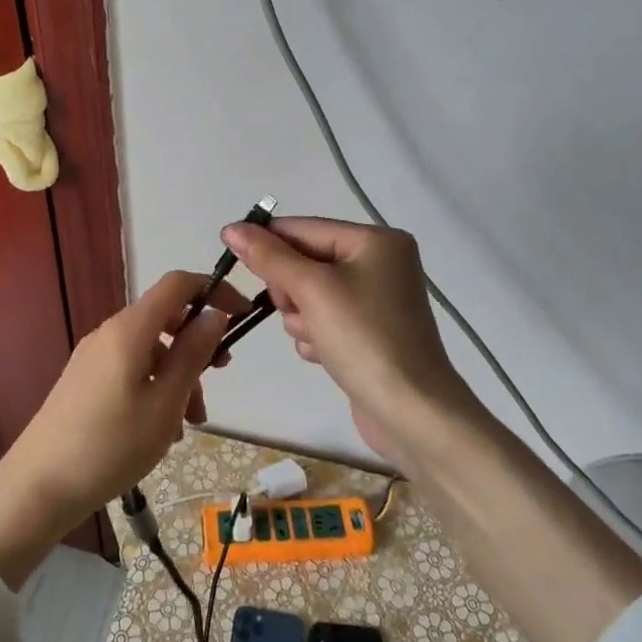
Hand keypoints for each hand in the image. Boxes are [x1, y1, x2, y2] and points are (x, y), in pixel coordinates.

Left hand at [0, 271, 244, 586]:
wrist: (38, 487)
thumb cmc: (110, 445)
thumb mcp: (165, 403)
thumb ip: (192, 354)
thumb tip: (214, 314)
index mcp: (130, 329)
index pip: (177, 284)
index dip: (213, 289)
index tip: (242, 315)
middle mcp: (109, 333)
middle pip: (165, 319)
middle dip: (197, 344)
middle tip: (219, 378)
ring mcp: (93, 357)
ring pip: (150, 350)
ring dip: (178, 375)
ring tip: (189, 424)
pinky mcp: (85, 381)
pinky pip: (131, 369)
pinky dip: (154, 387)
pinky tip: (160, 430)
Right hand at [222, 217, 479, 468]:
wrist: (411, 413)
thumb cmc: (364, 339)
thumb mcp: (312, 290)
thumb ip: (269, 257)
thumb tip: (232, 228)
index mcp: (376, 240)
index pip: (304, 228)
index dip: (266, 241)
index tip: (229, 255)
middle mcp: (380, 262)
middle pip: (306, 261)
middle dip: (292, 289)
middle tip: (296, 310)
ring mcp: (376, 299)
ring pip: (310, 293)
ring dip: (301, 317)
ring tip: (316, 338)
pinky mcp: (370, 331)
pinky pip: (325, 319)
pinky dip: (315, 334)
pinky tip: (323, 354)